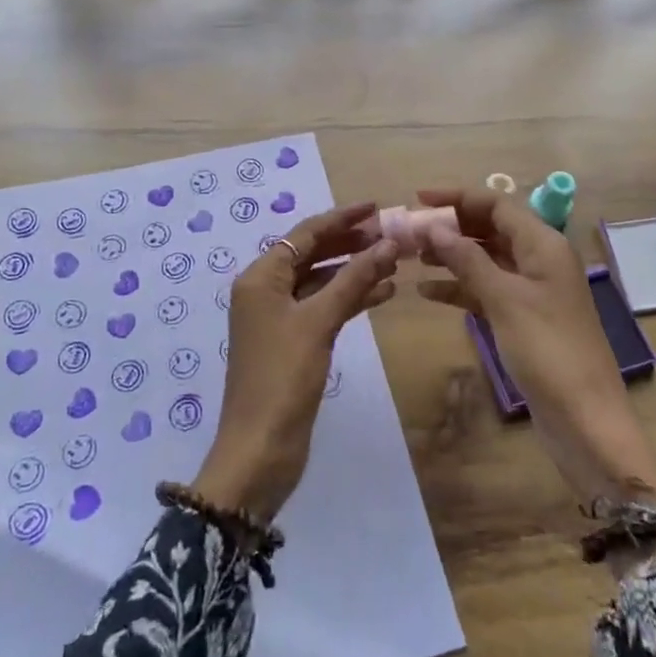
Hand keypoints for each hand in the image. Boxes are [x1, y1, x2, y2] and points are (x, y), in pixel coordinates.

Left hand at [191, 202, 399, 521]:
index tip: (377, 207)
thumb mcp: (319, 323)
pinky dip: (351, 298)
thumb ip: (353, 280)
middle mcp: (266, 291)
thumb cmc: (283, 378)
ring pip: (322, 281)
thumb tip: (388, 243)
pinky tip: (383, 293)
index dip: (341, 218)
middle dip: (351, 243)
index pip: (305, 234)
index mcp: (261, 277)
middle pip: (313, 254)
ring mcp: (279, 318)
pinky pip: (324, 307)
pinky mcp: (294, 342)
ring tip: (395, 260)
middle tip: (392, 234)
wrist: (260, 449)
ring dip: (355, 270)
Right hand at [414, 188, 655, 508]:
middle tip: (408, 232)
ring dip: (451, 256)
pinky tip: (427, 292)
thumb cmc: (548, 351)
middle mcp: (539, 260)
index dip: (457, 197)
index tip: (417, 199)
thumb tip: (431, 227)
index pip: (497, 204)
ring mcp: (531, 291)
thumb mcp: (504, 300)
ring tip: (411, 258)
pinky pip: (486, 291)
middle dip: (451, 227)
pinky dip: (459, 288)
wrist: (584, 420)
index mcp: (544, 245)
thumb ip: (467, 260)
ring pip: (485, 259)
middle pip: (490, 229)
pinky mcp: (522, 319)